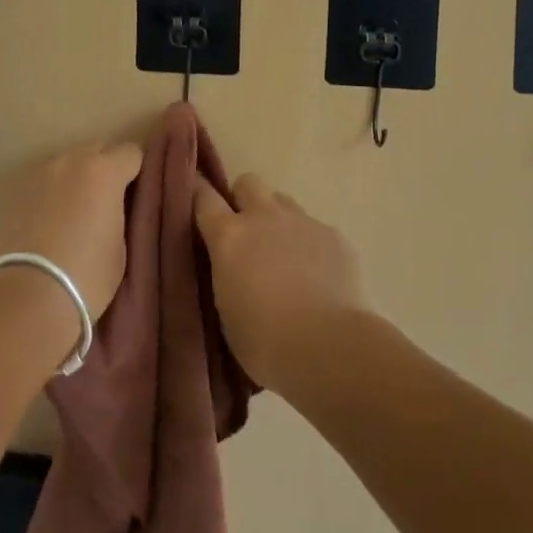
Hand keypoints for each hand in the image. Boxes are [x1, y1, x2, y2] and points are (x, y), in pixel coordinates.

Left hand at [0, 141, 143, 325]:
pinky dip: (45, 195)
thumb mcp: (120, 245)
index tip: (132, 194)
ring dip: (71, 180)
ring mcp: (37, 172)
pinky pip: (38, 184)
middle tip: (102, 203)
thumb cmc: (87, 275)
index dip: (134, 172)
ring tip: (68, 214)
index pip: (131, 153)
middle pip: (95, 150)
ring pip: (64, 165)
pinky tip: (42, 223)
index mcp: (105, 171)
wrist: (29, 296)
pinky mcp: (11, 190)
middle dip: (103, 170)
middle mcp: (70, 160)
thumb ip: (117, 213)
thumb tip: (109, 208)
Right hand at [195, 173, 372, 394]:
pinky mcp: (335, 236)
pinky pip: (316, 229)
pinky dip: (311, 246)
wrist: (332, 349)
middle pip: (248, 183)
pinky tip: (319, 277)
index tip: (197, 204)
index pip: (204, 197)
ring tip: (283, 255)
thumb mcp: (226, 311)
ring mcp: (303, 223)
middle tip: (245, 232)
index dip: (199, 196)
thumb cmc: (266, 343)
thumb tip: (232, 267)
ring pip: (283, 202)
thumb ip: (226, 275)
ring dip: (277, 220)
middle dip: (243, 199)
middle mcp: (264, 218)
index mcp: (229, 237)